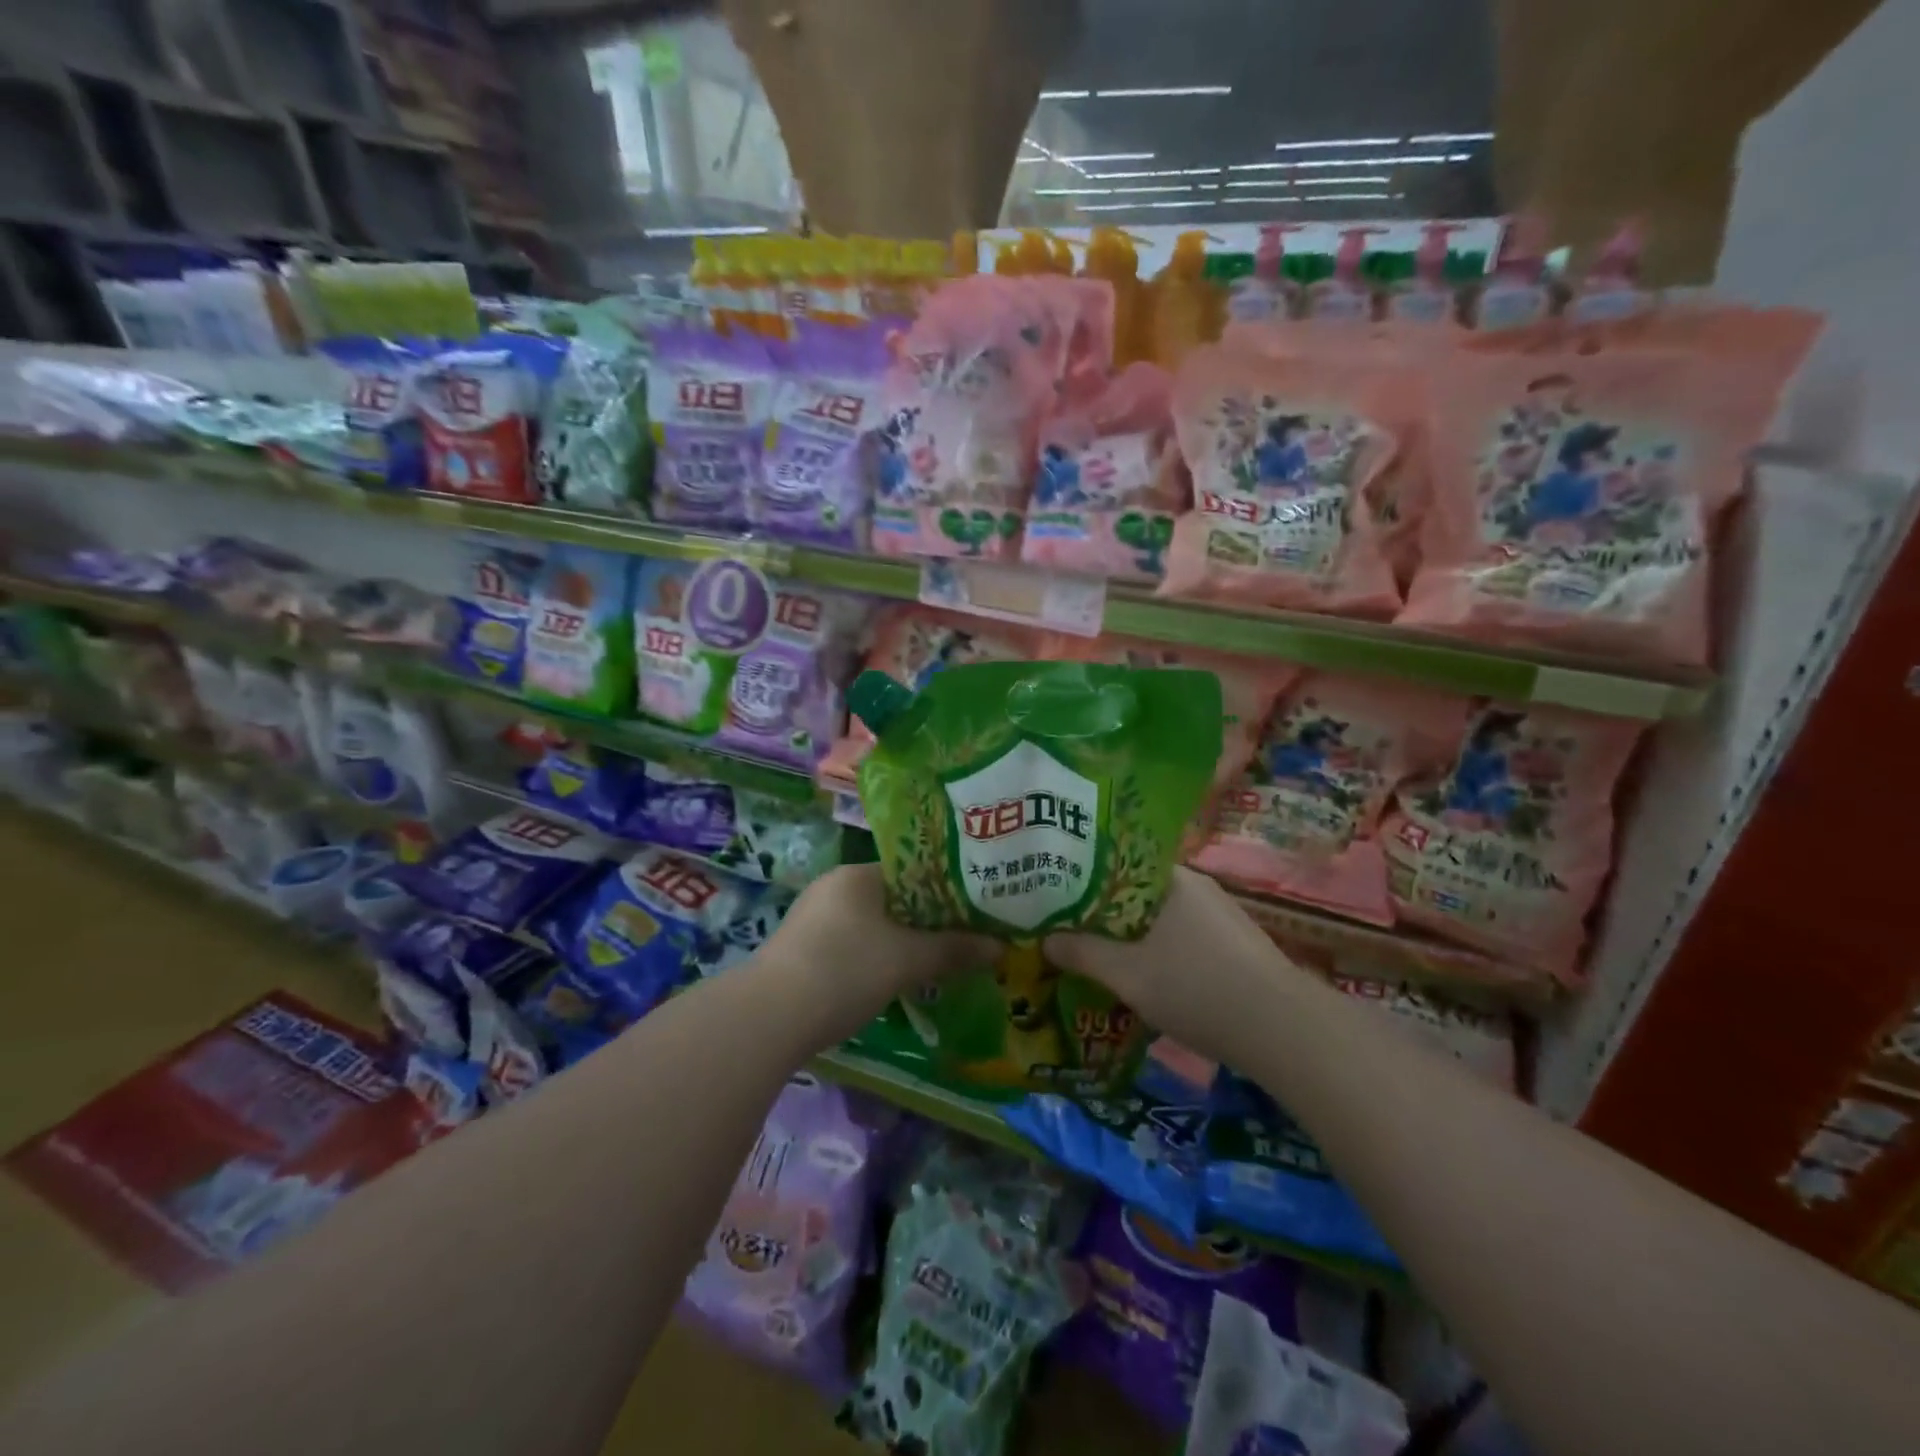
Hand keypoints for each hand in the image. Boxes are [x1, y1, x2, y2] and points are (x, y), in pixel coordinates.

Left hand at [760, 864, 995, 1028]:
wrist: (769, 1018)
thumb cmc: (845, 971)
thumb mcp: (907, 960)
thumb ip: (954, 950)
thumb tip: (1000, 947)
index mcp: (858, 875)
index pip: (913, 871)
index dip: (948, 889)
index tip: (975, 911)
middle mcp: (834, 888)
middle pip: (895, 899)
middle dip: (928, 921)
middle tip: (963, 940)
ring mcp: (813, 919)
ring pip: (874, 925)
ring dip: (903, 943)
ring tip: (937, 963)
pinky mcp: (801, 950)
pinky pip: (853, 945)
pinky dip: (877, 958)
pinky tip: (893, 981)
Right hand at [1043, 867, 1311, 1058]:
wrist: (1284, 1031)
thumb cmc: (1198, 988)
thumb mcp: (1129, 974)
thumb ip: (1084, 953)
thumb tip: (1045, 939)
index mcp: (1172, 879)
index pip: (1117, 864)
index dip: (1083, 879)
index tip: (1055, 896)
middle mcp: (1197, 888)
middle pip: (1136, 892)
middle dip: (1103, 912)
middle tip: (1067, 929)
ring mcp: (1220, 917)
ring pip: (1160, 918)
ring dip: (1131, 935)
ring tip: (1096, 954)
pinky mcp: (1235, 947)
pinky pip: (1182, 938)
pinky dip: (1158, 951)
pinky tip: (1144, 977)